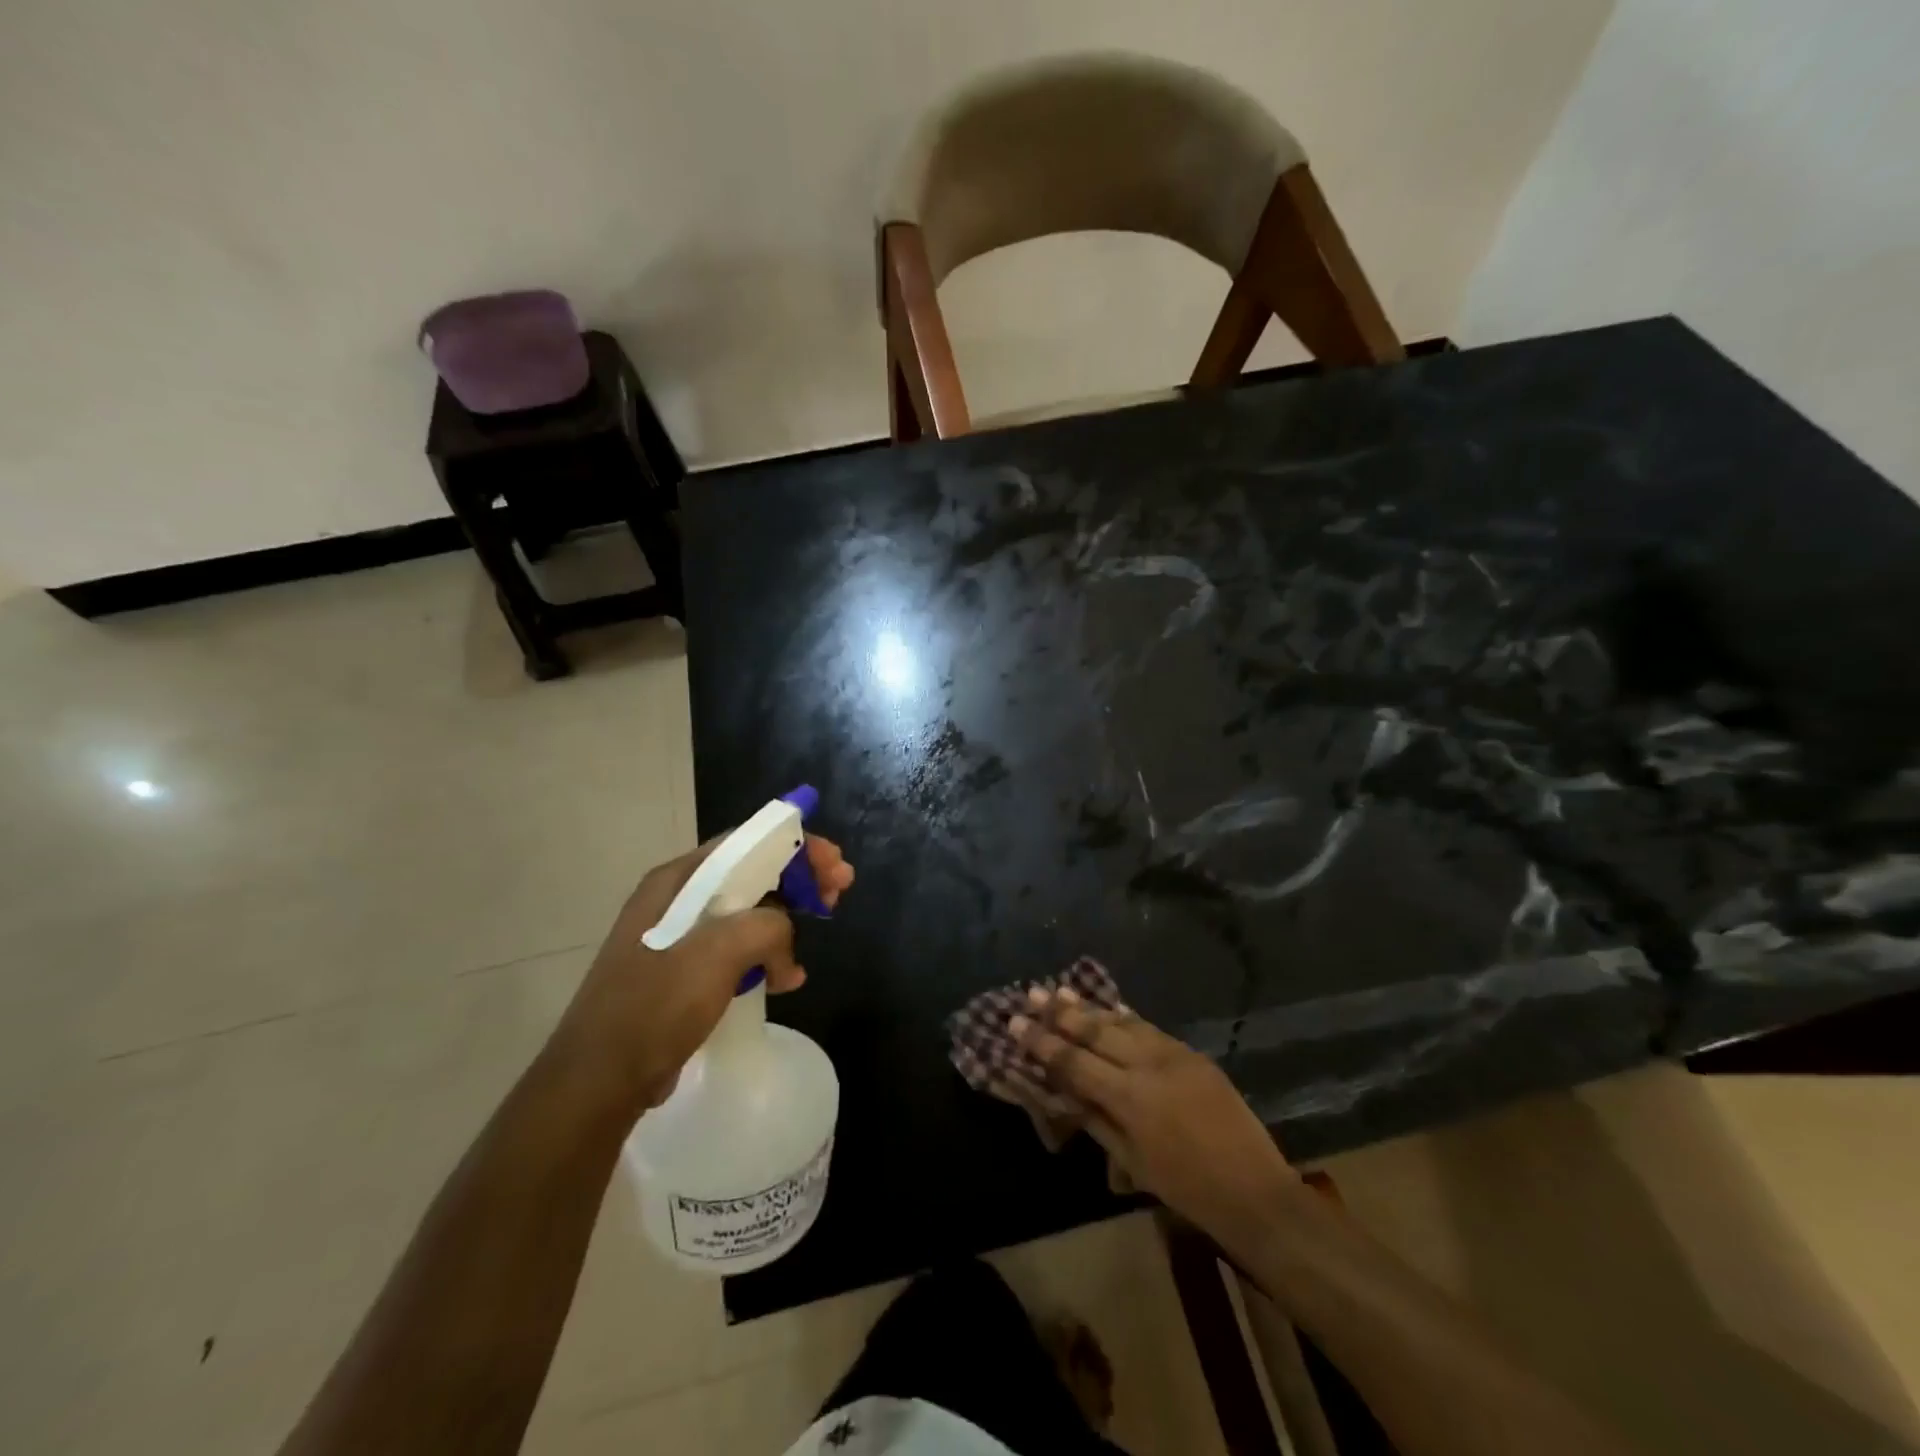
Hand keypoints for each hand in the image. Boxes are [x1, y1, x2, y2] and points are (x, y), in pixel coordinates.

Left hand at [552, 834, 853, 1116]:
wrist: (599, 1082)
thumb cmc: (654, 1006)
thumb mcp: (717, 953)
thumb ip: (765, 927)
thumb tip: (783, 944)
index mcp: (678, 881)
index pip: (747, 842)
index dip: (796, 846)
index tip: (834, 864)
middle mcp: (677, 899)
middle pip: (752, 873)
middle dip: (798, 879)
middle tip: (838, 892)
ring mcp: (680, 937)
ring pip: (748, 912)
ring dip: (786, 920)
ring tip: (815, 937)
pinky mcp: (685, 973)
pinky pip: (737, 950)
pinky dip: (767, 956)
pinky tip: (786, 979)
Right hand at [1011, 989, 1293, 1242]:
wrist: (1255, 1191)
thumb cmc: (1187, 1189)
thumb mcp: (1132, 1162)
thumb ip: (1096, 1121)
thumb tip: (1064, 1092)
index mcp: (1130, 1098)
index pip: (1074, 1062)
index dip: (1042, 1042)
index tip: (1016, 1022)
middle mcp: (1149, 1065)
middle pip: (1096, 1031)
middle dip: (1061, 1012)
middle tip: (1032, 992)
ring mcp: (1174, 1054)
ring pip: (1123, 1022)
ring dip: (1091, 1007)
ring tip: (1062, 990)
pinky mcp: (1192, 1053)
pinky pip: (1149, 1028)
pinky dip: (1125, 1017)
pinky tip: (1110, 1008)